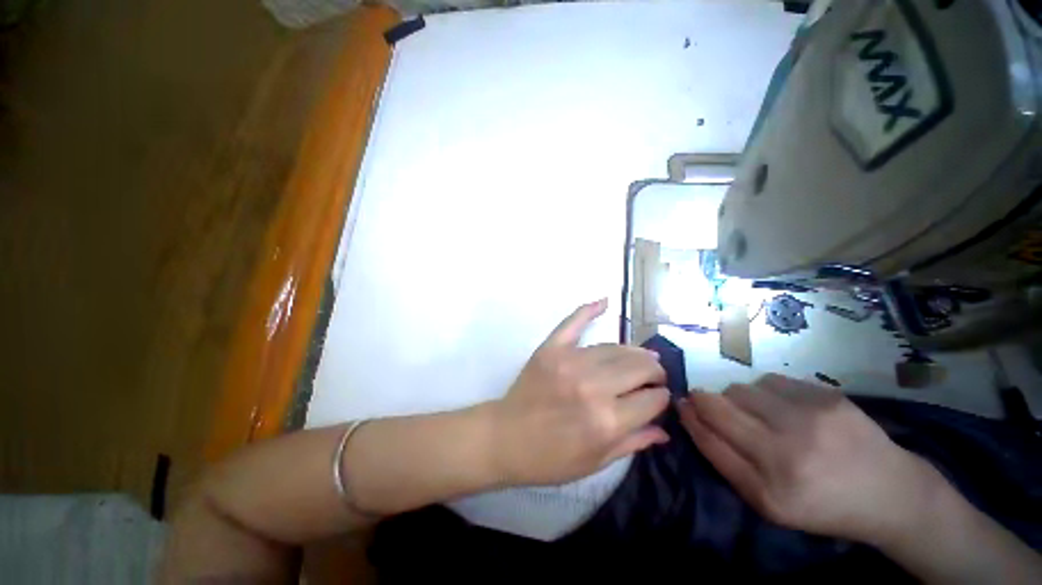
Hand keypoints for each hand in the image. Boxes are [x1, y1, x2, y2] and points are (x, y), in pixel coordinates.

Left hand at [490, 299, 670, 485]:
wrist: (506, 438)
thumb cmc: (550, 458)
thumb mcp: (595, 462)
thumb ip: (632, 443)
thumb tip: (665, 429)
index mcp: (607, 421)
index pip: (652, 399)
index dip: (661, 397)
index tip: (659, 397)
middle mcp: (593, 387)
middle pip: (639, 367)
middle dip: (654, 371)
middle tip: (653, 375)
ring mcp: (570, 362)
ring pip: (615, 348)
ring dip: (633, 352)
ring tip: (639, 357)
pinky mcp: (551, 349)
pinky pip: (573, 323)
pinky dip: (588, 310)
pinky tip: (605, 302)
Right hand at [678, 374, 942, 544]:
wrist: (889, 492)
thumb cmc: (820, 504)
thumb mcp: (766, 501)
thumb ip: (723, 457)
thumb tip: (688, 412)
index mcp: (771, 485)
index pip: (708, 436)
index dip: (689, 416)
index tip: (682, 405)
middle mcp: (788, 449)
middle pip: (719, 404)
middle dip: (707, 402)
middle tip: (720, 410)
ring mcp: (810, 417)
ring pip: (742, 388)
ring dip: (739, 398)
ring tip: (760, 415)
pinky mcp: (826, 395)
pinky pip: (770, 380)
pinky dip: (765, 391)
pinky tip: (784, 408)